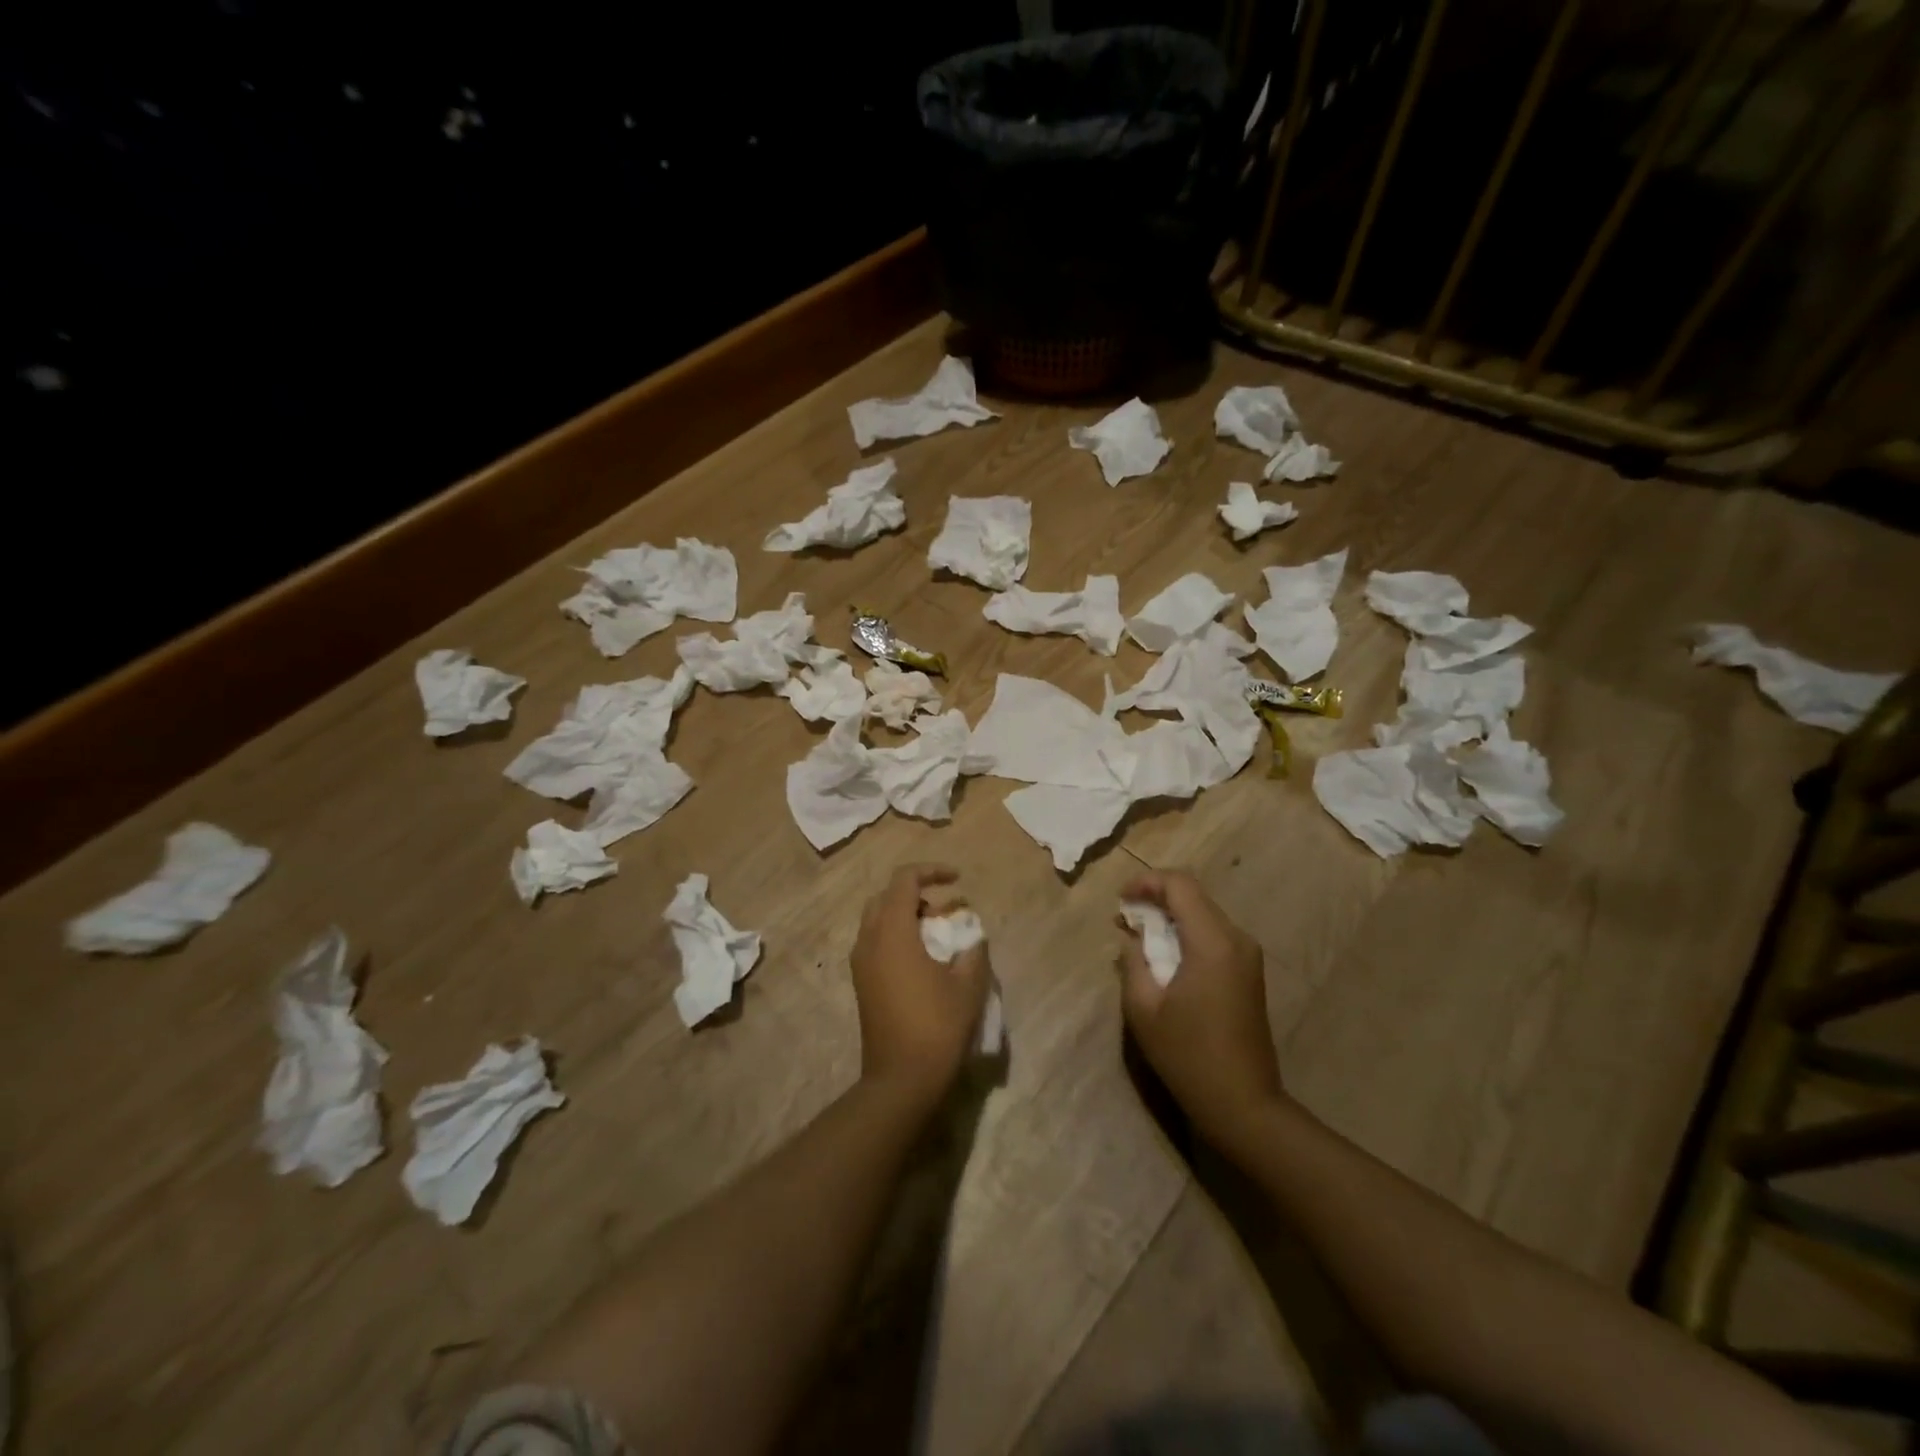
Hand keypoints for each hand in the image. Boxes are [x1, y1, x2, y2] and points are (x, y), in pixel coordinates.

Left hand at [851, 864, 990, 1110]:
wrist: (900, 1080)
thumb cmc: (937, 1026)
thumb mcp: (968, 985)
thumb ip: (973, 949)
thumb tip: (972, 935)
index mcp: (892, 932)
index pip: (904, 880)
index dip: (931, 871)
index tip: (958, 879)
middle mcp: (869, 940)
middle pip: (887, 897)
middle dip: (917, 894)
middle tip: (946, 908)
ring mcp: (861, 963)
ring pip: (879, 920)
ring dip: (907, 916)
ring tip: (940, 932)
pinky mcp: (862, 983)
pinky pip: (877, 942)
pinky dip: (899, 936)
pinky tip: (925, 959)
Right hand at [1118, 870, 1284, 1152]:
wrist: (1243, 1104)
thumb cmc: (1188, 1056)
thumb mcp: (1143, 1008)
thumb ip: (1133, 961)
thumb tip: (1132, 937)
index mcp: (1212, 942)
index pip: (1180, 885)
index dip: (1146, 882)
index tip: (1120, 900)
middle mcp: (1236, 939)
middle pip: (1194, 896)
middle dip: (1156, 899)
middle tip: (1124, 918)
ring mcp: (1248, 955)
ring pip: (1204, 914)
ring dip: (1171, 917)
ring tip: (1139, 937)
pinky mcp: (1249, 972)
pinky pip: (1214, 935)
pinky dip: (1186, 934)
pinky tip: (1165, 956)